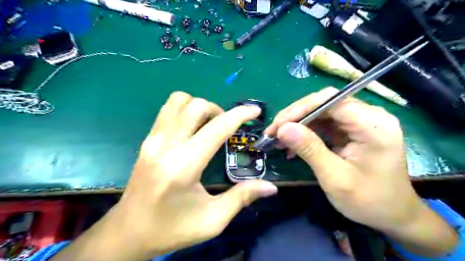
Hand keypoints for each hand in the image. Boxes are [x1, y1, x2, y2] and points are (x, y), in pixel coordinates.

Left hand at [51, 91, 274, 260]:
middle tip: (227, 126)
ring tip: (209, 124)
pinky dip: (185, 109)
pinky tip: (192, 127)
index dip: (239, 115)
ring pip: (178, 100)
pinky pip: (167, 110)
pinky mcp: (146, 140)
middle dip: (219, 109)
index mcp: (184, 166)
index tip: (254, 111)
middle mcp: (166, 145)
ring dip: (199, 106)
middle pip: (196, 105)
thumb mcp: (212, 220)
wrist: (128, 232)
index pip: (217, 128)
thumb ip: (242, 197)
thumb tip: (270, 187)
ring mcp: (152, 139)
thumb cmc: (171, 229)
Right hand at [263, 88, 456, 256]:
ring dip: (297, 123)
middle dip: (295, 115)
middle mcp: (368, 116)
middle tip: (273, 132)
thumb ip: (310, 150)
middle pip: (324, 103)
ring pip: (320, 112)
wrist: (393, 215)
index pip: (331, 100)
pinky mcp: (351, 130)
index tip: (278, 125)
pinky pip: (323, 123)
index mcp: (373, 125)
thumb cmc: (369, 201)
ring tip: (278, 138)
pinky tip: (292, 143)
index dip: (301, 108)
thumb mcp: (335, 178)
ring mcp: (359, 122)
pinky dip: (305, 131)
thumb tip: (283, 129)